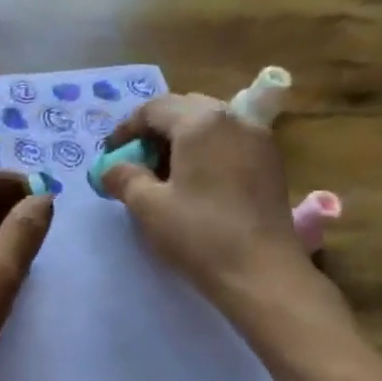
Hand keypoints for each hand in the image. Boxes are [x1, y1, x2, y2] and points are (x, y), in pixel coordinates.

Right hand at [100, 93, 351, 345]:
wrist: (261, 272)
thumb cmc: (199, 234)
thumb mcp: (148, 206)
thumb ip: (124, 177)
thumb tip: (111, 168)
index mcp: (201, 122)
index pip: (154, 108)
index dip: (126, 128)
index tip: (110, 153)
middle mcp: (234, 119)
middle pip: (185, 109)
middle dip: (156, 130)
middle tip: (136, 159)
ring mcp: (259, 139)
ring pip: (210, 125)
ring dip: (182, 140)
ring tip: (163, 173)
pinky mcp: (271, 163)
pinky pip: (230, 142)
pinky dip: (206, 152)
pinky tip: (194, 182)